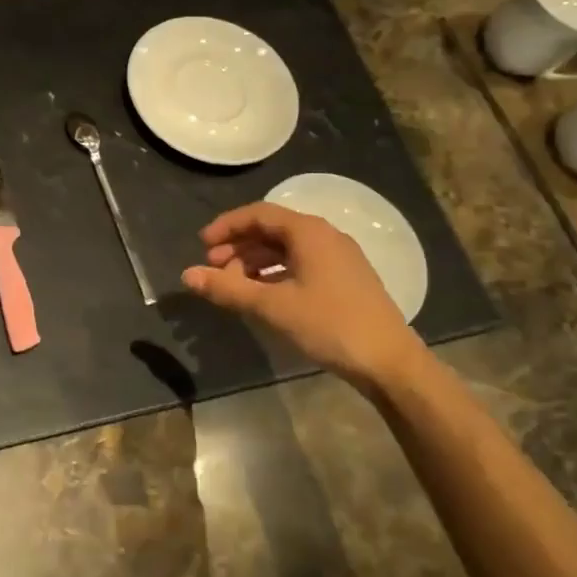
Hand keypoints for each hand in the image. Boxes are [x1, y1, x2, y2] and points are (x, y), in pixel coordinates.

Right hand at [182, 202, 425, 387]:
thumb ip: (227, 289)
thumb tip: (187, 275)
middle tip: (213, 269)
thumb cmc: (329, 325)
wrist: (389, 362)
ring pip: (286, 249)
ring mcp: (339, 257)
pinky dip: (275, 273)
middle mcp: (325, 236)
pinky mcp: (345, 279)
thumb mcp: (272, 307)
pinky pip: (301, 264)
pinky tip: (263, 295)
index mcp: (309, 232)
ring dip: (255, 262)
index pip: (258, 214)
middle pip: (272, 230)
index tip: (202, 245)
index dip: (226, 226)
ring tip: (233, 285)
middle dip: (238, 247)